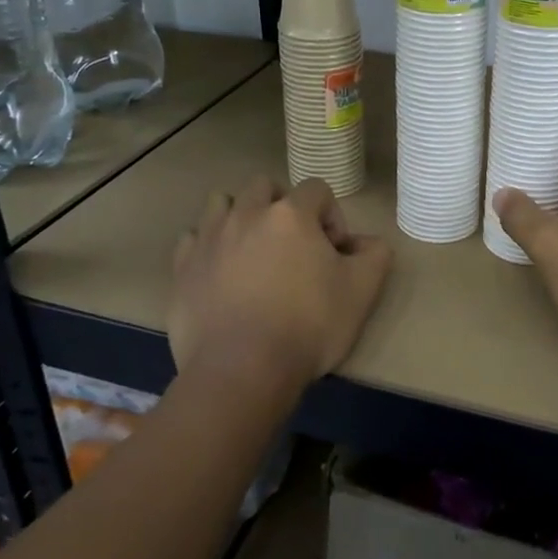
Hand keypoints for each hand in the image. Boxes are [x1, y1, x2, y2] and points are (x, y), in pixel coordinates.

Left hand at [168, 176, 393, 392]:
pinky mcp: (182, 268)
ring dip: (240, 216)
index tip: (334, 253)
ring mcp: (209, 238)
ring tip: (252, 251)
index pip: (317, 189)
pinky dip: (208, 246)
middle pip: (265, 187)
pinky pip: (193, 239)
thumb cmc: (308, 326)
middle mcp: (247, 214)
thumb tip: (368, 242)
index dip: (331, 216)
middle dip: (282, 207)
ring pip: (222, 203)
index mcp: (291, 214)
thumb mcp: (362, 292)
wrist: (242, 371)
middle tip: (293, 246)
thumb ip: (375, 255)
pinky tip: (221, 273)